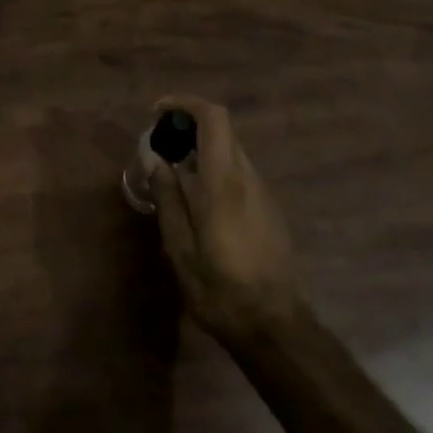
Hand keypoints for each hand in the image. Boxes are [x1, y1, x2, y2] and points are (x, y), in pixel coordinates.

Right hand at [147, 95, 302, 345]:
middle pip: (222, 130)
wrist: (276, 328)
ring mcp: (263, 193)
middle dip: (188, 125)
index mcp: (224, 182)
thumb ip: (167, 198)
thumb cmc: (221, 289)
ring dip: (201, 148)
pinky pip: (239, 173)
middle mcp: (248, 178)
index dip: (185, 104)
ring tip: (172, 173)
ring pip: (231, 151)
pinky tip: (196, 200)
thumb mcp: (181, 248)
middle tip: (159, 145)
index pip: (214, 118)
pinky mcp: (270, 209)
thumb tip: (156, 159)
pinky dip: (214, 168)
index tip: (157, 113)